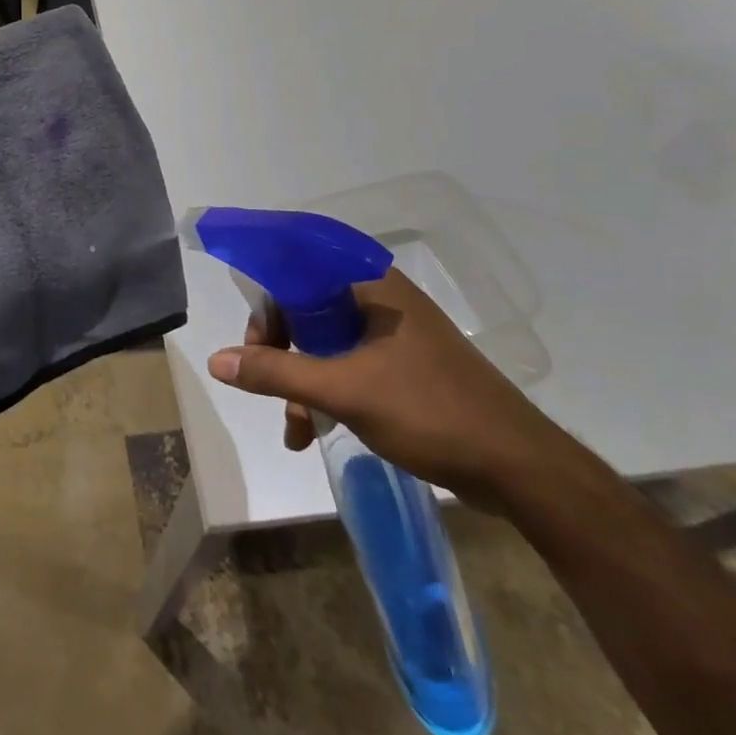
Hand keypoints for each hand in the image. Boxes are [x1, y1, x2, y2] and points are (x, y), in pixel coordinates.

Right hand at [206, 271, 572, 510]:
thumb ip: (276, 373)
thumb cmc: (430, 411)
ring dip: (299, 378)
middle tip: (261, 380)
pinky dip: (324, 391)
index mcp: (371, 286)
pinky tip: (311, 429)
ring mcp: (394, 335)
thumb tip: (216, 360)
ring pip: (324, 341)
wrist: (519, 468)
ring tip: (292, 425)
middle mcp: (380, 300)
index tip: (252, 341)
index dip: (267, 299)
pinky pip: (346, 364)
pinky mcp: (403, 366)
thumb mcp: (343, 390)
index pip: (299, 267)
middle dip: (279, 348)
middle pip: (307, 306)